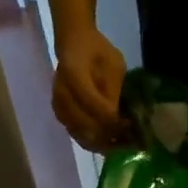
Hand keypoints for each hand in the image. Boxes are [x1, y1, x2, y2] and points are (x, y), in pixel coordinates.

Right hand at [53, 29, 129, 152]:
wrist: (73, 44)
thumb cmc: (97, 51)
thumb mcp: (114, 65)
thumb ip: (114, 92)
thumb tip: (119, 119)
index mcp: (73, 75)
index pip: (94, 106)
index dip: (113, 120)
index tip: (130, 125)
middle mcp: (61, 94)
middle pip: (86, 126)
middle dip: (110, 136)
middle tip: (129, 140)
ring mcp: (58, 106)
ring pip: (81, 136)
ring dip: (103, 143)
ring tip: (122, 143)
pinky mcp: (60, 115)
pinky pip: (77, 135)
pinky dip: (94, 142)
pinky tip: (110, 141)